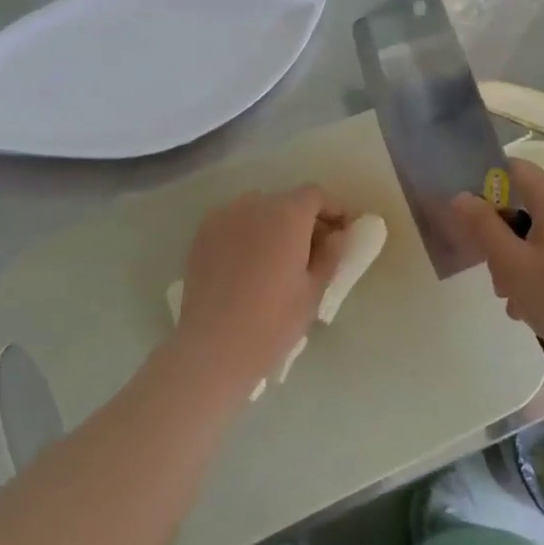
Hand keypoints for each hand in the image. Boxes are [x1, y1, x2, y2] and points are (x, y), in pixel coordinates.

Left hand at [168, 186, 352, 399]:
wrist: (212, 348)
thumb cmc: (273, 322)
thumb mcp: (314, 290)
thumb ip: (331, 254)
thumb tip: (338, 235)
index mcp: (287, 214)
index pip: (316, 195)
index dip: (333, 210)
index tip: (341, 233)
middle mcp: (253, 205)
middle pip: (286, 201)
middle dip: (303, 220)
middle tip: (313, 251)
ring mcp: (223, 217)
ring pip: (258, 211)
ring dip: (274, 225)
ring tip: (278, 259)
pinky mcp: (202, 235)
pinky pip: (234, 223)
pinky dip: (248, 234)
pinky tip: (250, 264)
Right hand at [453, 159, 543, 370]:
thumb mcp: (510, 263)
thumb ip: (482, 225)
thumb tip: (461, 197)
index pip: (512, 169)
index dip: (486, 190)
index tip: (473, 223)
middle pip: (526, 203)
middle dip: (503, 236)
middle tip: (495, 275)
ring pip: (543, 229)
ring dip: (521, 256)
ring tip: (514, 299)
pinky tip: (536, 301)